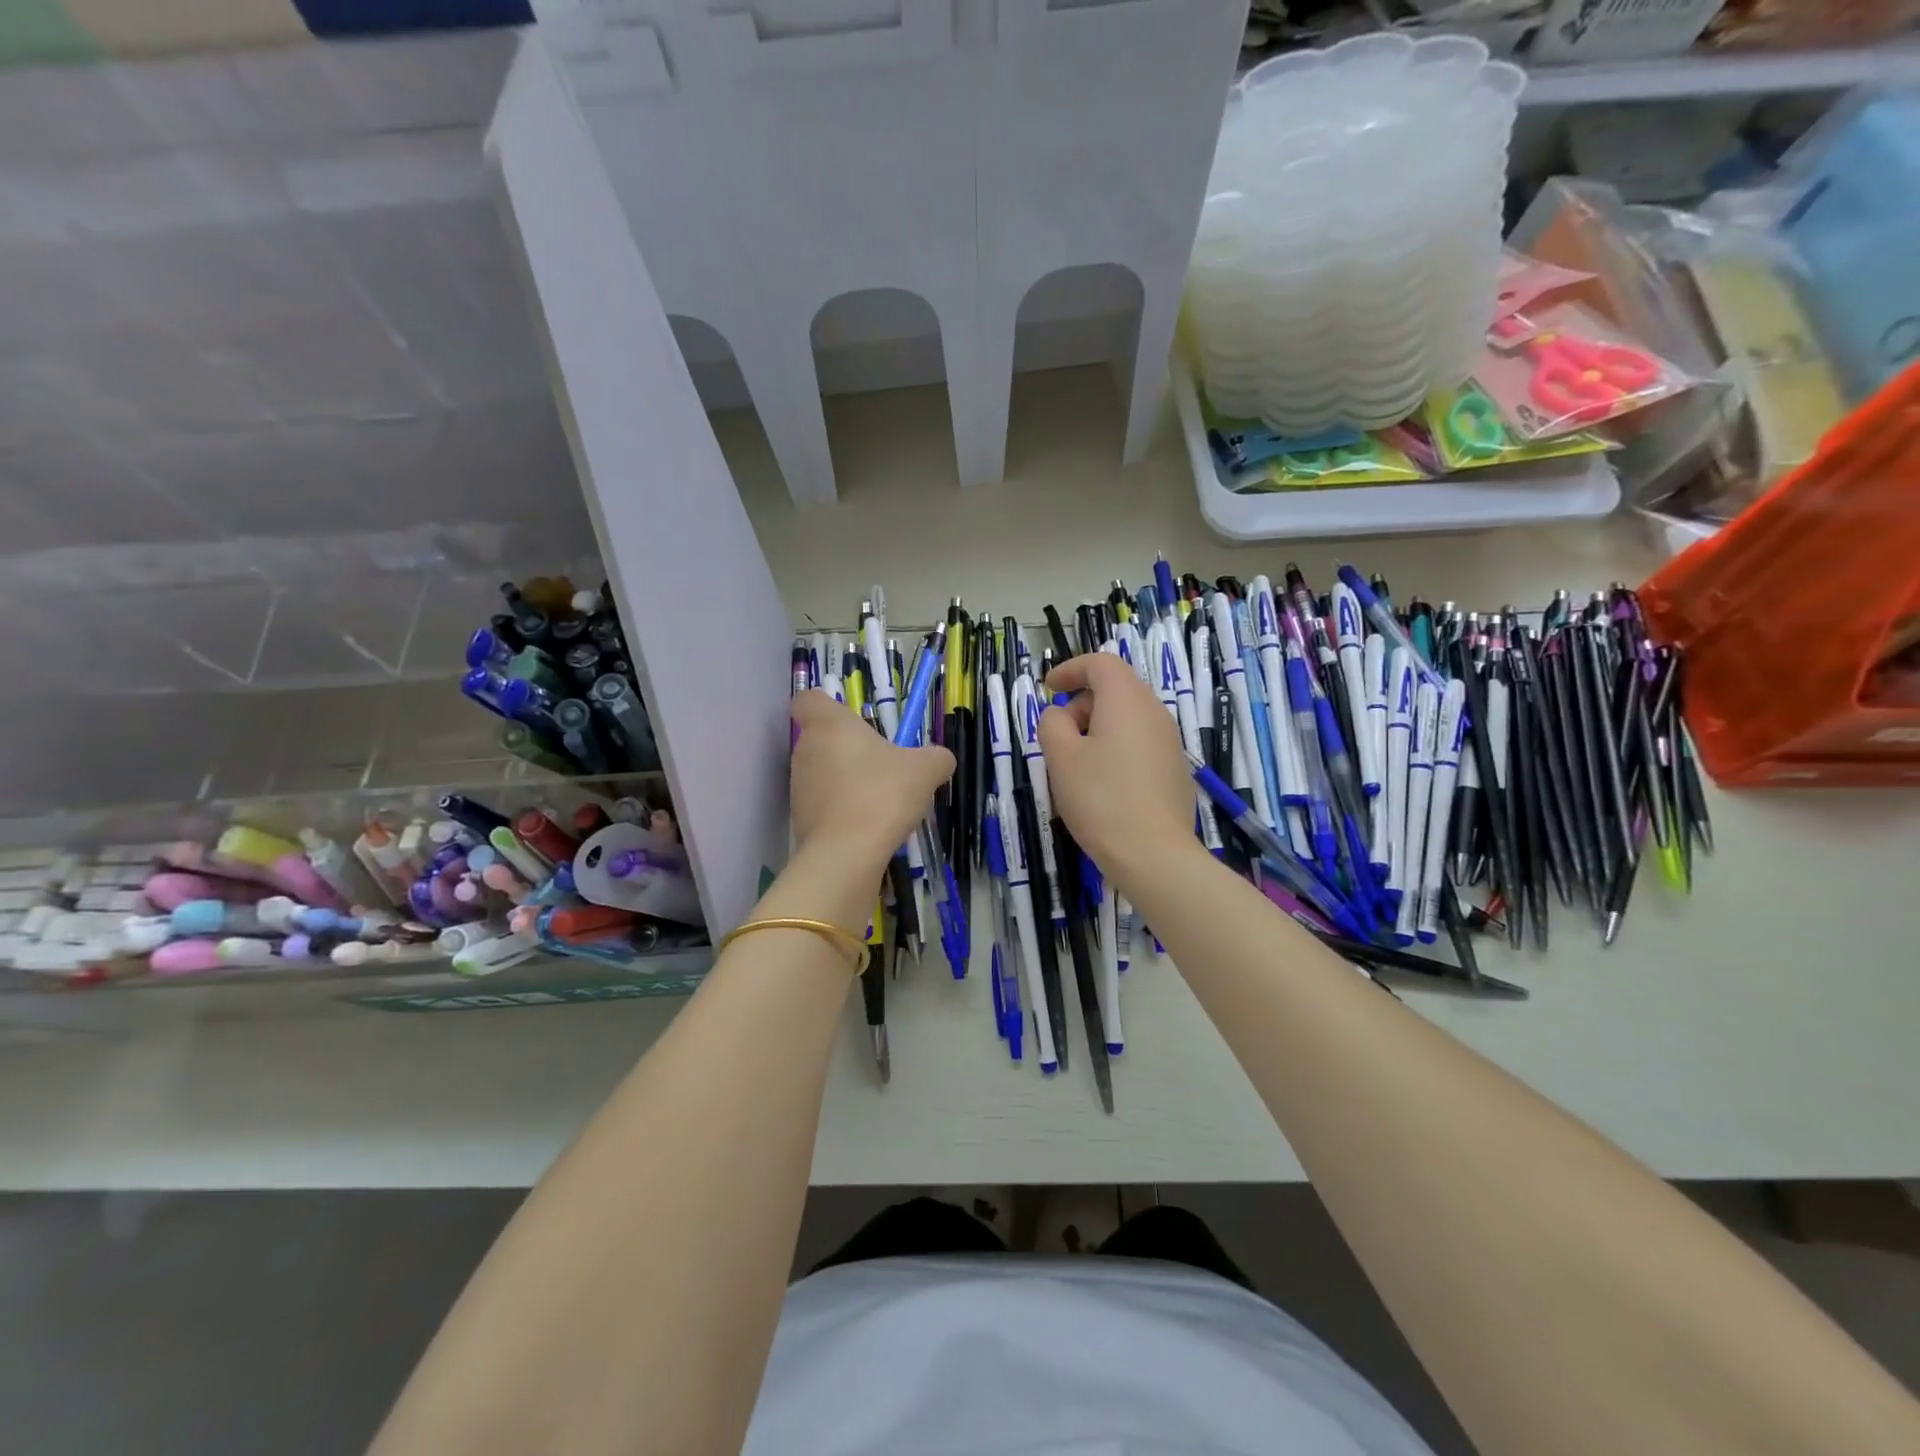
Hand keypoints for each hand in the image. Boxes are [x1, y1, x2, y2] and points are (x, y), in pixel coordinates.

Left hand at [789, 691, 953, 875]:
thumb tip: (939, 760)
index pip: (808, 700)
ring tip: (882, 802)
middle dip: (850, 750)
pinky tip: (870, 827)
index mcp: (829, 725)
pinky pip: (826, 806)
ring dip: (848, 782)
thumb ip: (936, 757)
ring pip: (824, 774)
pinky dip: (844, 811)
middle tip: (883, 766)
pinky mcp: (801, 820)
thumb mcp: (926, 769)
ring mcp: (799, 787)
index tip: (851, 720)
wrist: (848, 854)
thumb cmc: (883, 794)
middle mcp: (806, 751)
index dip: (825, 706)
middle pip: (822, 740)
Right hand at [1037, 653, 1197, 884]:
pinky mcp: (1175, 770)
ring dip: (1098, 729)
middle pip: (1116, 689)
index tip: (1048, 687)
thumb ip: (1052, 724)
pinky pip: (1140, 743)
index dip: (1070, 669)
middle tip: (1058, 736)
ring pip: (1128, 718)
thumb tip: (1061, 717)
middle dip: (1082, 703)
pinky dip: (1116, 748)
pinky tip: (1103, 786)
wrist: (1154, 854)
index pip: (1100, 663)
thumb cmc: (1101, 799)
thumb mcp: (1061, 758)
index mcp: (1126, 700)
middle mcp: (1154, 712)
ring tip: (1077, 765)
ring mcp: (1170, 742)